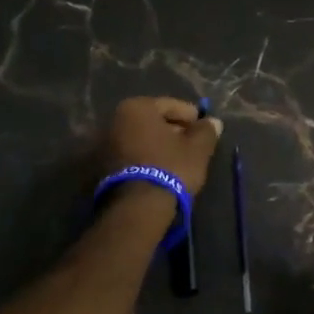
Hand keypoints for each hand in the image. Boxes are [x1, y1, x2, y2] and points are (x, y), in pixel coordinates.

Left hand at [100, 96, 223, 195]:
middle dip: (172, 131)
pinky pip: (130, 155)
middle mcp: (114, 120)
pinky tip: (159, 171)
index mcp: (136, 107)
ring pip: (140, 139)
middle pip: (152, 122)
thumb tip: (213, 122)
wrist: (136, 208)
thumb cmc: (170, 168)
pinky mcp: (100, 168)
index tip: (204, 128)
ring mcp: (103, 145)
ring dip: (158, 146)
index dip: (191, 116)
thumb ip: (206, 131)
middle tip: (192, 145)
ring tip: (177, 161)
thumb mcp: (197, 149)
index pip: (170, 105)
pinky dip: (145, 159)